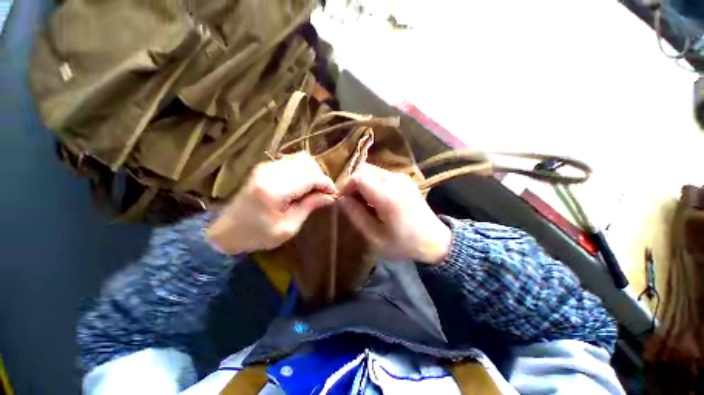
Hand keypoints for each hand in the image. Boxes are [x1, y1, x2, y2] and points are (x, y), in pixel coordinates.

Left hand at [206, 152, 336, 253]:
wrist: (227, 230)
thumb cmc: (257, 235)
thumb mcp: (288, 227)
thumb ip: (309, 207)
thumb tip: (329, 197)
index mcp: (275, 189)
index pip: (310, 177)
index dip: (326, 184)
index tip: (334, 194)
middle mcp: (270, 171)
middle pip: (307, 163)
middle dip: (321, 177)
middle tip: (324, 194)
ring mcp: (267, 166)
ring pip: (301, 159)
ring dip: (312, 173)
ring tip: (314, 189)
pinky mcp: (265, 166)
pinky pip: (292, 161)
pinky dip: (303, 171)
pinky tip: (303, 185)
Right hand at [338, 163, 450, 264]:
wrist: (435, 240)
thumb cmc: (404, 244)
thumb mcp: (375, 238)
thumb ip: (356, 216)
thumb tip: (342, 200)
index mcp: (388, 196)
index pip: (359, 177)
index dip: (346, 187)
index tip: (343, 201)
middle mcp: (395, 181)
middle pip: (364, 169)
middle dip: (353, 183)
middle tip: (352, 201)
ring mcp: (402, 177)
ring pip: (372, 170)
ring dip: (362, 183)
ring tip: (363, 201)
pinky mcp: (405, 179)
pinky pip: (381, 174)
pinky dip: (372, 182)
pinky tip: (375, 199)